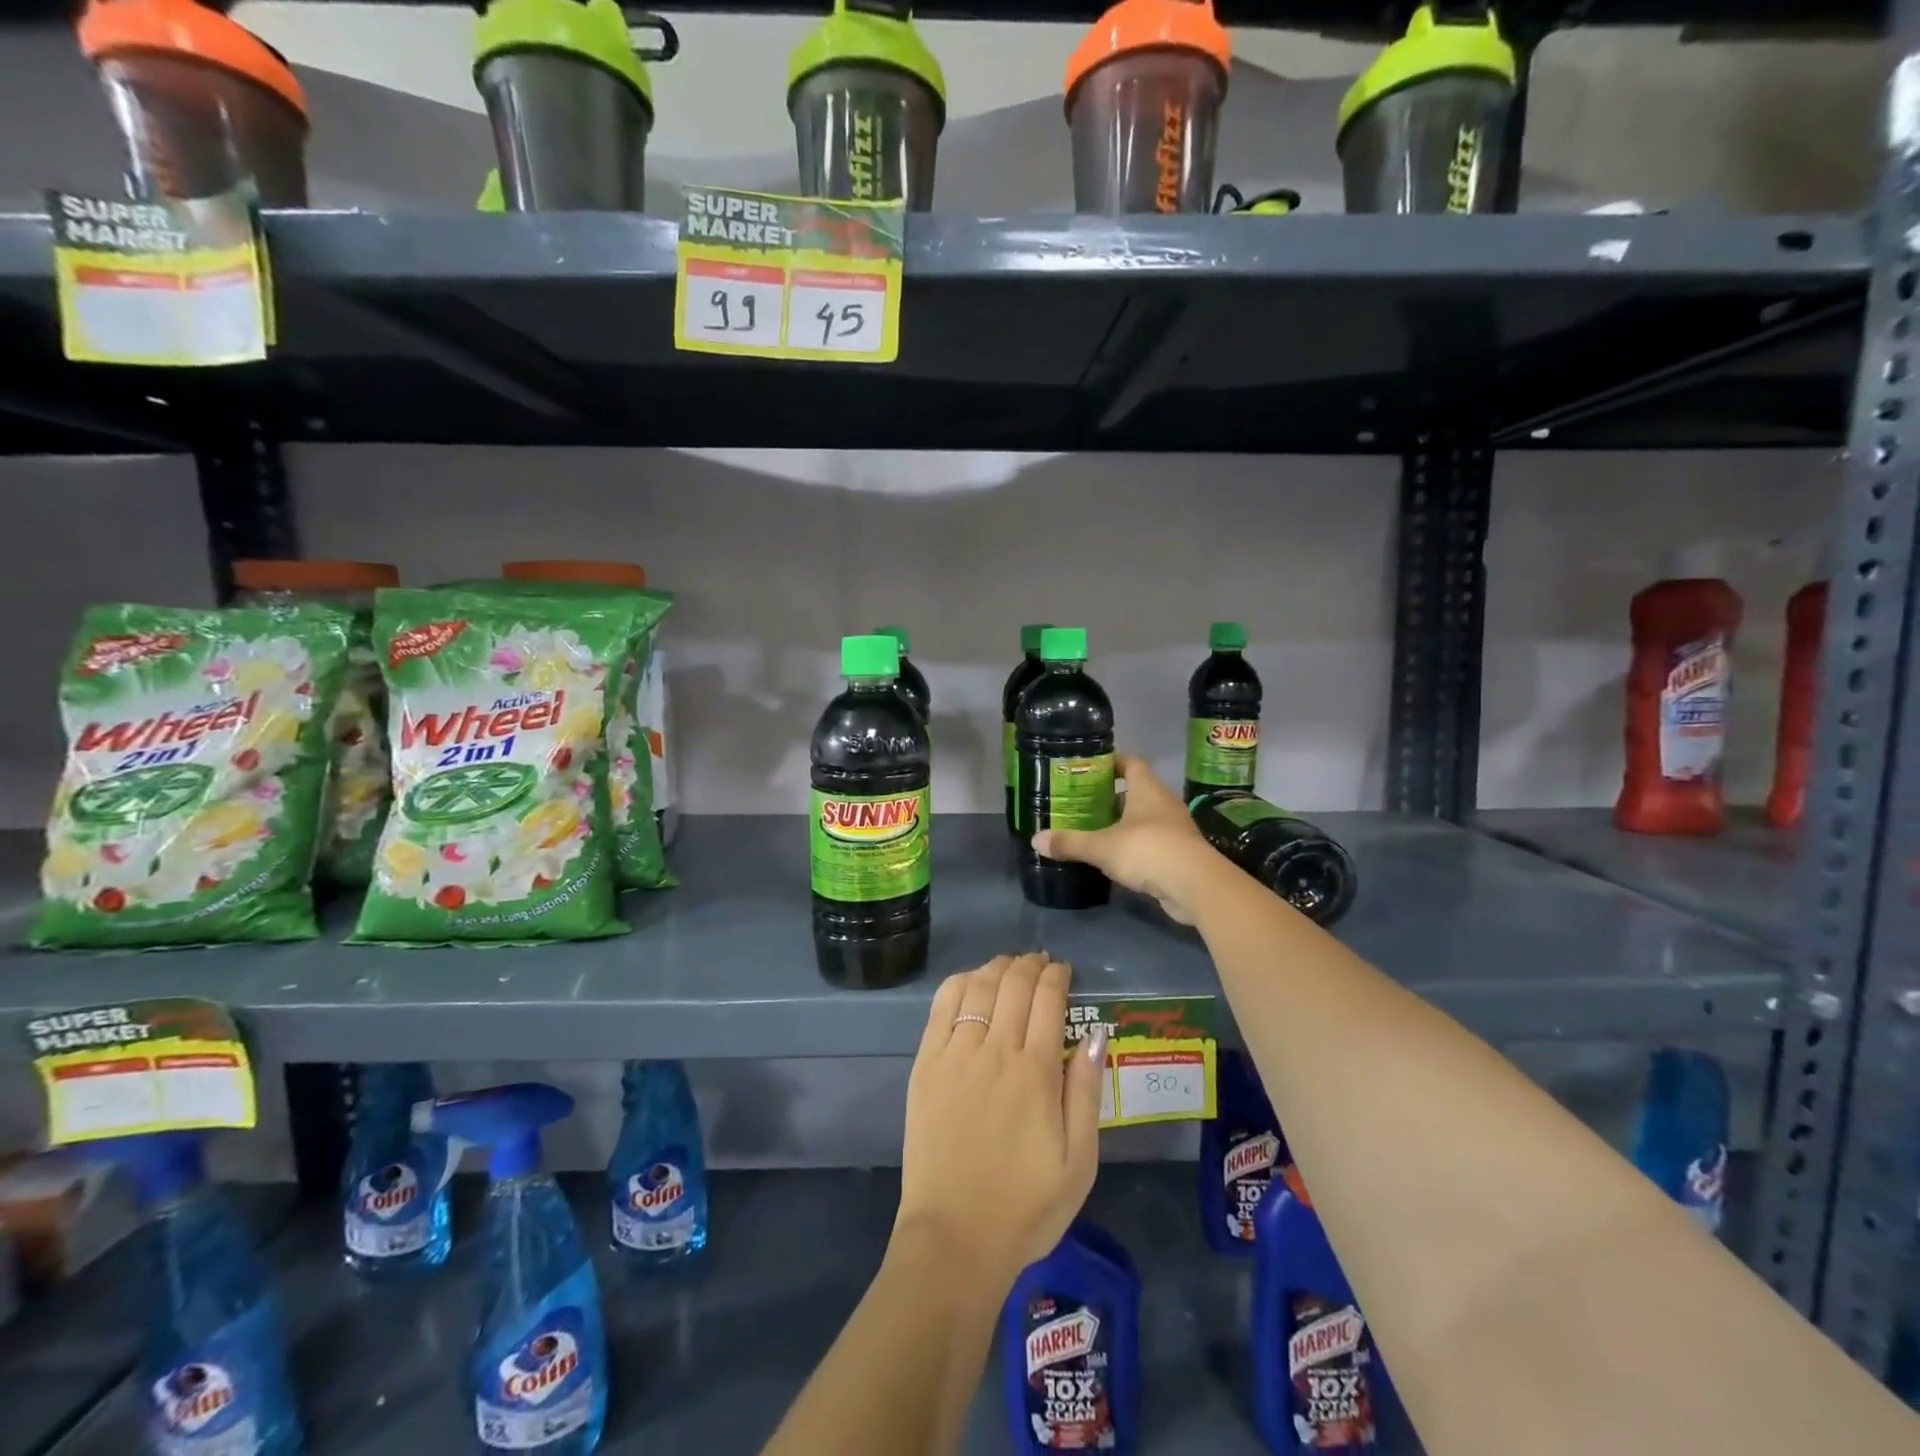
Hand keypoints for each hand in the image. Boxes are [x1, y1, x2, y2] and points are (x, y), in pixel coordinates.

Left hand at [896, 953, 1106, 1285]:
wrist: (955, 1237)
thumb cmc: (1027, 1205)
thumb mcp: (1079, 1161)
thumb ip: (1086, 1091)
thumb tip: (1096, 1034)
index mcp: (1036, 1072)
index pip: (1048, 1000)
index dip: (1057, 977)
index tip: (1063, 971)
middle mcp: (995, 1051)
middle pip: (1013, 985)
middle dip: (1030, 965)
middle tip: (1040, 962)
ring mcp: (955, 1054)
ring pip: (977, 988)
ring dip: (997, 967)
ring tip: (1009, 964)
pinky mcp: (925, 1064)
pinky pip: (941, 1007)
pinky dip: (959, 983)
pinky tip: (970, 981)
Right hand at [1034, 755, 1219, 923]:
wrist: (1195, 885)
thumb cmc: (1148, 851)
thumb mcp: (1102, 847)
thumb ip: (1070, 842)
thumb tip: (1035, 839)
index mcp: (1147, 790)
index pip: (1131, 763)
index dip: (1112, 763)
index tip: (1091, 769)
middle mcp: (1164, 803)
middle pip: (1137, 791)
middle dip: (1112, 797)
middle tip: (1084, 803)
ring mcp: (1175, 829)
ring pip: (1145, 818)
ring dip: (1124, 823)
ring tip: (1096, 830)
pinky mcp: (1180, 854)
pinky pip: (1153, 842)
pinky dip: (1135, 846)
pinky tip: (1117, 858)